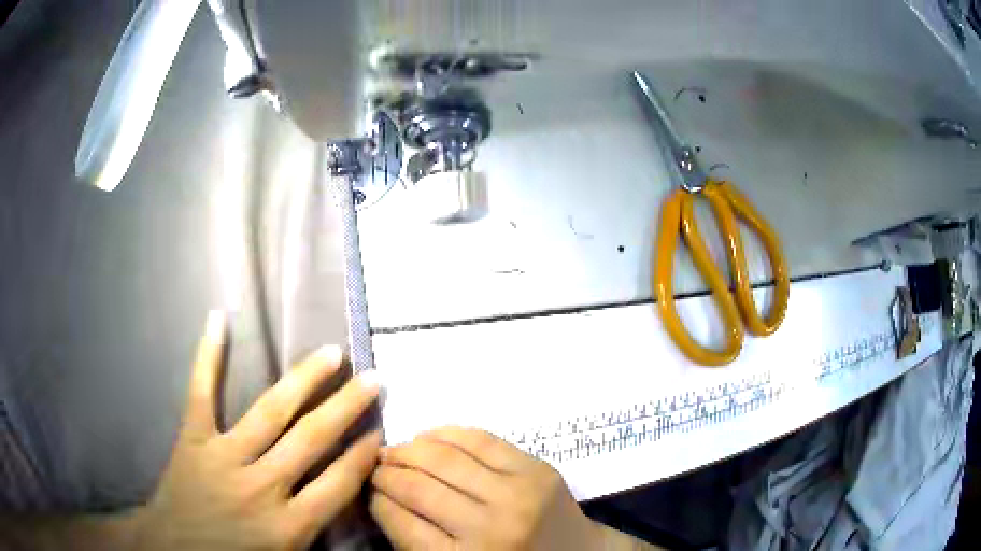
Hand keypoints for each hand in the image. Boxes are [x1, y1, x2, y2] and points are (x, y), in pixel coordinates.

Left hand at [132, 310, 381, 550]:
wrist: (176, 550)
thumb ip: (316, 524)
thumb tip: (346, 489)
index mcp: (289, 525)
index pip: (339, 482)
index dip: (364, 454)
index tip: (380, 430)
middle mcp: (262, 487)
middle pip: (312, 439)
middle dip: (347, 406)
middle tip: (373, 377)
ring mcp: (224, 458)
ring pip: (270, 412)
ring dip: (304, 380)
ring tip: (332, 353)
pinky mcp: (192, 439)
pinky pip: (201, 393)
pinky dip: (208, 357)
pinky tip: (219, 318)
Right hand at [369, 427, 601, 549]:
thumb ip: (418, 542)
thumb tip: (381, 497)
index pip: (400, 523)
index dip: (375, 500)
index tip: (368, 488)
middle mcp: (489, 528)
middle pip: (417, 487)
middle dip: (386, 472)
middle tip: (374, 466)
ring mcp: (517, 494)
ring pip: (444, 457)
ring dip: (409, 449)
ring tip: (394, 450)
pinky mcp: (536, 469)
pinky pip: (480, 439)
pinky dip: (446, 433)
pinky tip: (428, 437)